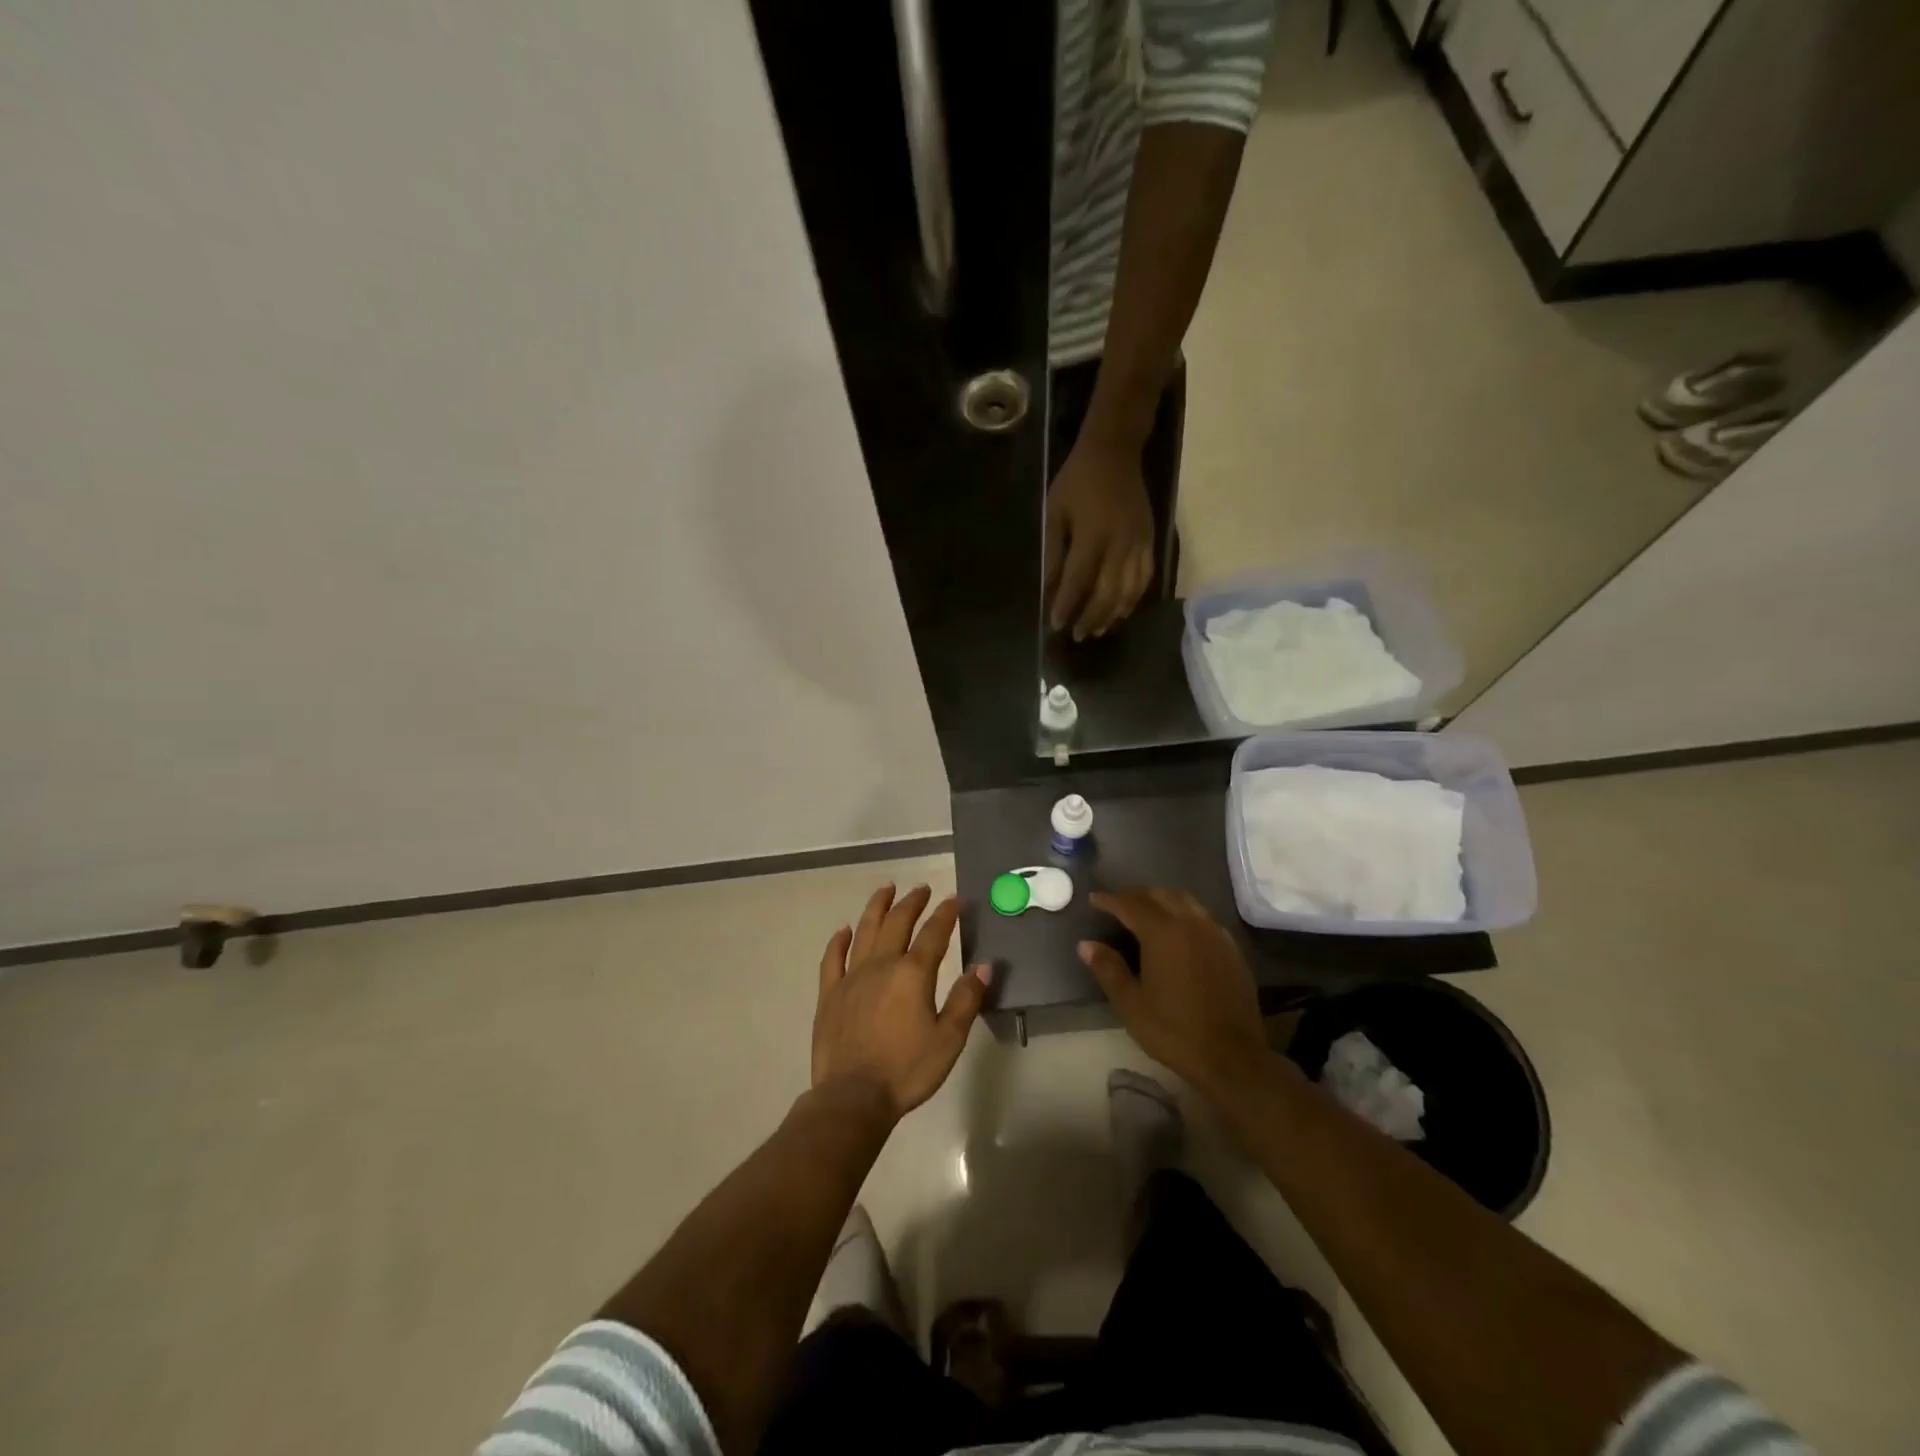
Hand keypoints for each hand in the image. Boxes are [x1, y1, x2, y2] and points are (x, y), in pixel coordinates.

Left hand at [813, 885, 991, 1121]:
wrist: (853, 1097)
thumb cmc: (906, 1070)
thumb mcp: (948, 1039)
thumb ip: (966, 1000)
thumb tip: (983, 966)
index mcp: (913, 974)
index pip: (934, 934)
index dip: (946, 914)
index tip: (955, 899)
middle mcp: (881, 965)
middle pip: (898, 923)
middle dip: (912, 902)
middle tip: (922, 888)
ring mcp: (851, 977)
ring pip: (865, 930)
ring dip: (877, 907)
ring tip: (886, 888)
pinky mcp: (830, 994)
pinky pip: (833, 958)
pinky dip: (839, 941)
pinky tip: (844, 930)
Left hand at [1045, 438, 1155, 639]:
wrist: (1115, 451)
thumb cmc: (1077, 481)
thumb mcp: (1054, 513)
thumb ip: (1053, 553)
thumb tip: (1049, 589)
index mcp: (1092, 535)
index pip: (1078, 581)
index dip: (1067, 606)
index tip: (1056, 625)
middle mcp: (1119, 544)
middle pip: (1107, 593)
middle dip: (1091, 617)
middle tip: (1078, 636)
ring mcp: (1139, 544)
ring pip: (1129, 591)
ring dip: (1112, 615)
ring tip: (1097, 630)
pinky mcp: (1151, 541)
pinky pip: (1145, 579)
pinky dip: (1133, 600)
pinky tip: (1121, 612)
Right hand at [1079, 888, 1269, 1101]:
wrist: (1233, 1057)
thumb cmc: (1175, 1031)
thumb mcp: (1131, 1004)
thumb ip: (1108, 969)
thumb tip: (1086, 944)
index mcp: (1163, 933)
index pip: (1131, 904)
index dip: (1110, 900)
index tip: (1094, 898)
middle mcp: (1191, 923)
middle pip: (1160, 895)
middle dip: (1136, 895)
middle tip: (1118, 904)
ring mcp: (1215, 934)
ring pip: (1185, 901)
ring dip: (1162, 899)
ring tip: (1146, 912)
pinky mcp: (1231, 949)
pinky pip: (1203, 917)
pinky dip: (1184, 913)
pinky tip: (1179, 932)